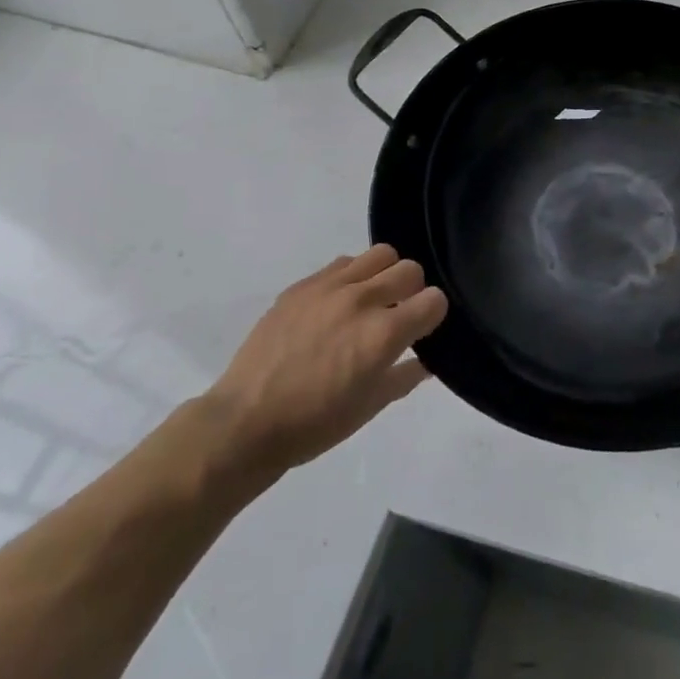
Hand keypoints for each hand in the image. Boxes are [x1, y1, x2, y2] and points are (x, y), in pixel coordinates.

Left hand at [201, 245, 447, 484]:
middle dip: (413, 291)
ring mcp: (329, 288)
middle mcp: (362, 300)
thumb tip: (426, 360)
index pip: (435, 299)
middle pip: (411, 269)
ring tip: (371, 302)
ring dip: (385, 275)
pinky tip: (338, 305)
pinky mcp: (301, 286)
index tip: (423, 330)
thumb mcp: (371, 407)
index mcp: (384, 333)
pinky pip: (342, 263)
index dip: (434, 316)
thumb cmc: (314, 424)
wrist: (244, 423)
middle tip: (398, 315)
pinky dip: (352, 277)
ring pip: (379, 254)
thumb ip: (406, 376)